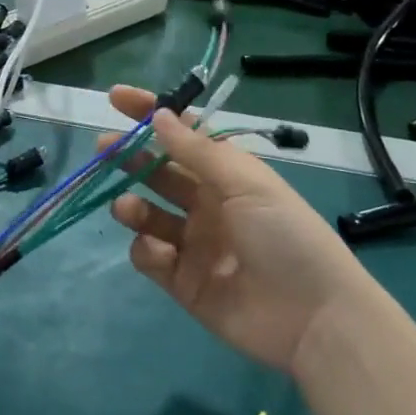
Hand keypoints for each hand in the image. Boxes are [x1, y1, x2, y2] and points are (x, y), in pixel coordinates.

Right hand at [101, 85, 376, 374]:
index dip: (151, 114)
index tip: (116, 98)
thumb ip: (197, 151)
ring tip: (125, 207)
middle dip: (130, 158)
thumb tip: (159, 114)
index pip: (183, 135)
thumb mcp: (245, 182)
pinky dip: (146, 250)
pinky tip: (158, 251)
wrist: (312, 316)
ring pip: (149, 215)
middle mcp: (208, 204)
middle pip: (159, 172)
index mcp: (227, 175)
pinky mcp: (183, 282)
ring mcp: (194, 244)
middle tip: (103, 148)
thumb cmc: (284, 234)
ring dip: (132, 205)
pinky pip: (151, 258)